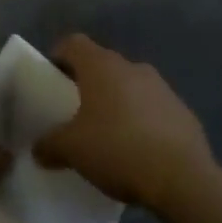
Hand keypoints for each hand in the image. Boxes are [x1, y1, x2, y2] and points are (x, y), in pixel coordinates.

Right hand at [34, 36, 214, 210]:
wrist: (183, 178)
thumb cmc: (118, 149)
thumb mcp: (72, 150)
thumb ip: (49, 144)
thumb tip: (38, 149)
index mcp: (101, 66)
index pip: (73, 43)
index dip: (59, 56)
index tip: (52, 80)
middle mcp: (132, 67)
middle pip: (102, 64)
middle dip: (88, 84)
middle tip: (77, 112)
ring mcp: (162, 87)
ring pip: (130, 86)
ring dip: (118, 102)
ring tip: (109, 135)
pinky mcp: (183, 112)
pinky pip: (154, 109)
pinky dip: (143, 121)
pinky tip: (139, 151)